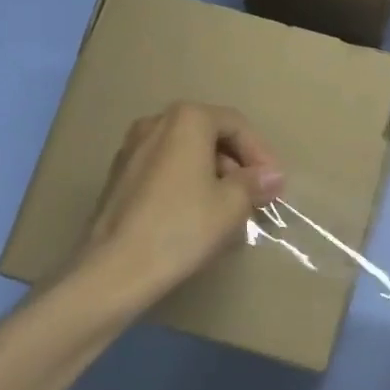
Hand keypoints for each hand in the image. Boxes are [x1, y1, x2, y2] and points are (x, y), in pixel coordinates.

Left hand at [80, 102, 283, 298]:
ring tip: (230, 210)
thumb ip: (255, 183)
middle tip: (256, 197)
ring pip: (186, 153)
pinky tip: (197, 215)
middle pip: (209, 135)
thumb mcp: (231, 205)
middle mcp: (156, 122)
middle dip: (237, 164)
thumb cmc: (181, 227)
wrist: (115, 269)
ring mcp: (132, 148)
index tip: (275, 186)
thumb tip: (271, 176)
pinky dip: (187, 183)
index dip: (262, 154)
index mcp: (187, 119)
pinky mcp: (118, 176)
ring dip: (213, 175)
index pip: (236, 125)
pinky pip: (164, 169)